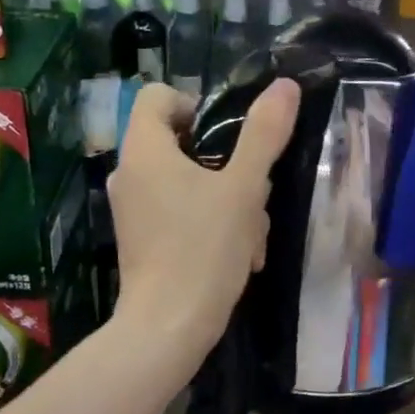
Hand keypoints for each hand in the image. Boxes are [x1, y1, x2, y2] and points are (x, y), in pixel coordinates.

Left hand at [108, 79, 301, 357]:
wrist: (168, 328)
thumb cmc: (203, 249)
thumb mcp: (244, 188)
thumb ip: (264, 134)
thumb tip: (285, 85)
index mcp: (144, 150)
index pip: (158, 96)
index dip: (197, 105)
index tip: (229, 137)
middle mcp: (129, 174)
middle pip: (182, 142)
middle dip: (228, 165)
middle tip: (254, 195)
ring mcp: (133, 210)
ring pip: (190, 182)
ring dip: (228, 200)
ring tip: (251, 235)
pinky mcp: (142, 239)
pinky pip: (180, 213)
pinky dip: (210, 224)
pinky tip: (239, 255)